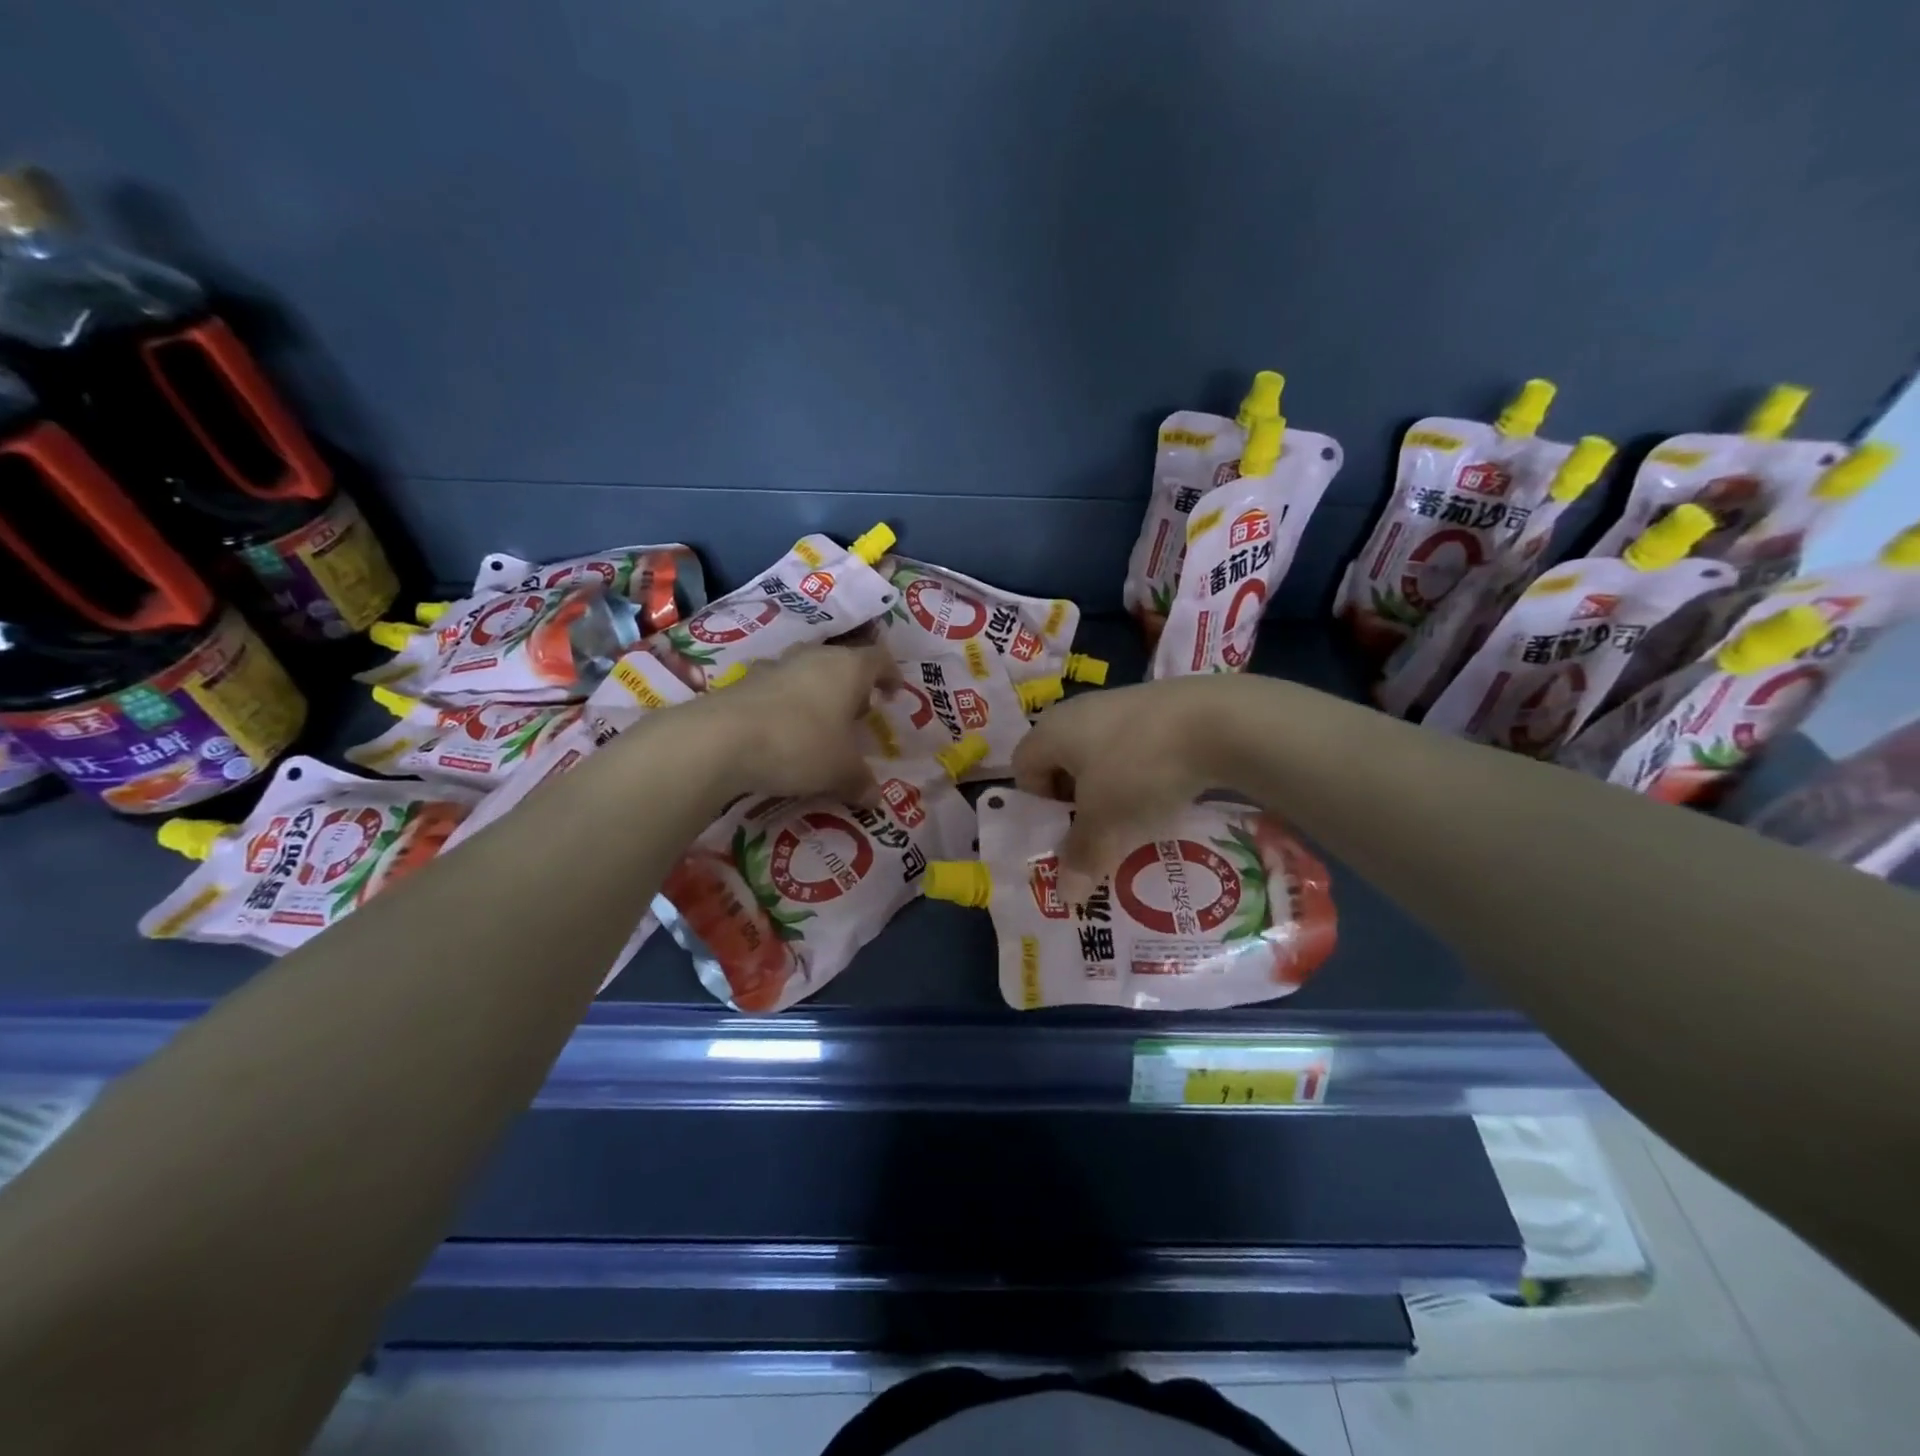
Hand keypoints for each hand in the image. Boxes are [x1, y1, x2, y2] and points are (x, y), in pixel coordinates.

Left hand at [699, 642, 900, 803]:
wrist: (722, 739)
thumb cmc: (800, 744)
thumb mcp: (840, 771)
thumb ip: (861, 781)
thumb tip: (875, 798)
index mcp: (848, 668)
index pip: (879, 659)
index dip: (890, 675)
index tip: (893, 694)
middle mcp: (814, 657)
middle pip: (842, 662)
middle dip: (853, 687)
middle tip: (858, 715)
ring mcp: (776, 665)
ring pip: (807, 672)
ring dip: (818, 693)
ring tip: (821, 724)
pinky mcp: (745, 682)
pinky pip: (777, 688)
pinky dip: (787, 705)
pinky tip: (783, 732)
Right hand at [1012, 676, 1244, 877]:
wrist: (1218, 721)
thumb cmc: (1138, 769)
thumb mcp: (1105, 821)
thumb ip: (1081, 857)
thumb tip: (1065, 897)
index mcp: (1052, 730)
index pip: (1023, 768)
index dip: (1037, 804)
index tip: (1065, 830)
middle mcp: (1078, 711)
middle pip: (1062, 763)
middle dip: (1076, 802)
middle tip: (1098, 832)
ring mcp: (1121, 704)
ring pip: (1101, 757)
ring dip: (1110, 790)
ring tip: (1135, 818)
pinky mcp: (1159, 706)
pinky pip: (1135, 748)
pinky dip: (1142, 773)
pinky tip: (1166, 794)